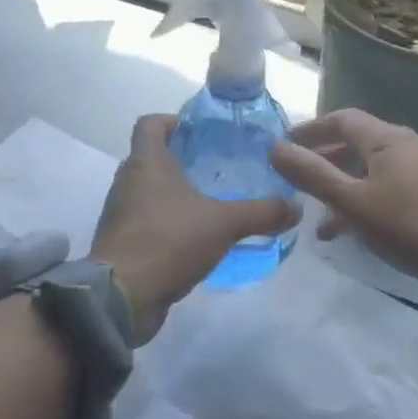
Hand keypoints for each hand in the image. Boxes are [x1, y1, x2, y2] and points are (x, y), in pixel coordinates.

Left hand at [91, 114, 301, 342]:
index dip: (174, 121)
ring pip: (151, 191)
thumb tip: (296, 208)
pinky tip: (197, 237)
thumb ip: (261, 213)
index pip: (150, 123)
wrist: (122, 297)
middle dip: (184, 160)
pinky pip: (148, 221)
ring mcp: (122, 213)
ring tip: (214, 202)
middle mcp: (128, 181)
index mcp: (146, 163)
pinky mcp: (123, 242)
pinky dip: (170, 222)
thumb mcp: (224, 224)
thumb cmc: (168, 242)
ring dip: (177, 194)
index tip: (203, 132)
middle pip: (153, 157)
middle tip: (220, 168)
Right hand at [269, 110, 417, 295]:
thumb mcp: (353, 202)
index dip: (310, 129)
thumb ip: (313, 175)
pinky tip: (351, 230)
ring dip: (342, 184)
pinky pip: (387, 186)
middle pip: (356, 142)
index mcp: (386, 139)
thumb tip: (275, 148)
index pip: (341, 119)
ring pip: (370, 168)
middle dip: (324, 158)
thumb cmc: (410, 225)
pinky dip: (363, 199)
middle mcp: (405, 145)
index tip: (284, 145)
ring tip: (317, 214)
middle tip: (297, 177)